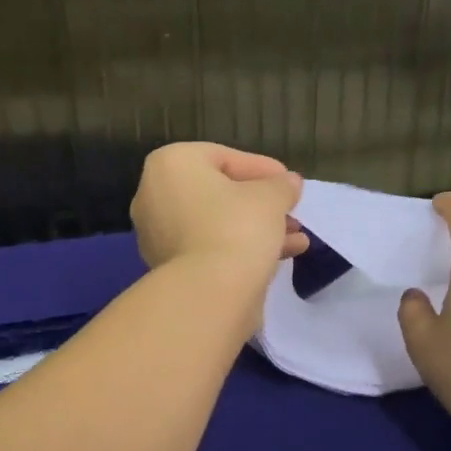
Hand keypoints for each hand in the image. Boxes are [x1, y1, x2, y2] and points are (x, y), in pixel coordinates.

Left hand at [130, 143, 308, 279]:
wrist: (209, 293)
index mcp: (171, 165)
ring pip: (217, 224)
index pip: (224, 157)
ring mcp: (158, 235)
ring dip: (258, 228)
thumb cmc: (237, 227)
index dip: (263, 169)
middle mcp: (154, 196)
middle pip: (219, 193)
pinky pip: (211, 248)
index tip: (289, 183)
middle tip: (290, 211)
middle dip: (261, 204)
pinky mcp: (169, 268)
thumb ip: (281, 185)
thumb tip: (289, 183)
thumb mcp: (271, 197)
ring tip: (295, 238)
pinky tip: (280, 256)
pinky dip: (241, 248)